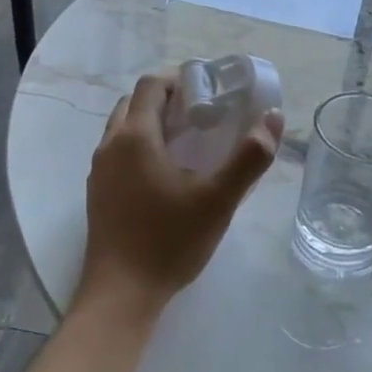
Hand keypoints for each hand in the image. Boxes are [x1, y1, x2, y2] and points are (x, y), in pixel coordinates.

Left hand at [78, 72, 283, 312]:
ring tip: (189, 142)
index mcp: (135, 137)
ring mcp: (99, 172)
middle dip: (167, 100)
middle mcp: (110, 146)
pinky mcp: (98, 194)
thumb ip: (249, 157)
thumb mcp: (219, 199)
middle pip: (135, 104)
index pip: (151, 85)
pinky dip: (141, 147)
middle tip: (203, 115)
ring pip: (124, 129)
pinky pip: (119, 154)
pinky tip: (168, 175)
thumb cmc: (170, 240)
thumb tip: (273, 118)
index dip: (180, 78)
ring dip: (153, 124)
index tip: (210, 89)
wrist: (121, 293)